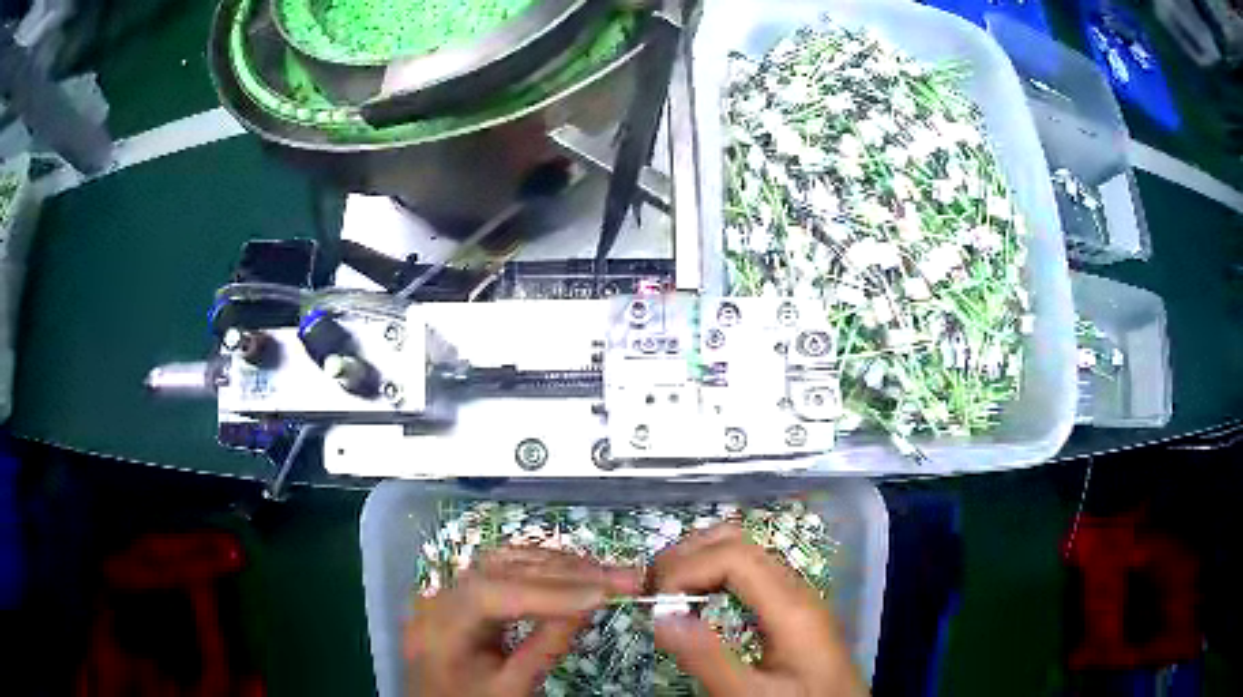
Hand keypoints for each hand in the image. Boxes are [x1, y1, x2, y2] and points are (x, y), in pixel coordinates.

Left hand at [405, 546, 641, 696]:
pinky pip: (500, 568)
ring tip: (604, 572)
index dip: (549, 592)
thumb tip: (590, 605)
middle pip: (500, 569)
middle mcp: (437, 600)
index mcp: (439, 630)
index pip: (492, 596)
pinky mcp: (461, 592)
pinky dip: (539, 566)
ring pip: (502, 560)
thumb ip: (545, 649)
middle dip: (565, 573)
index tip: (603, 594)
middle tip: (623, 576)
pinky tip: (570, 571)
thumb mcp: (511, 689)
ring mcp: (447, 591)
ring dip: (556, 564)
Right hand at [652, 523, 867, 695]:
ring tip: (667, 591)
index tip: (657, 601)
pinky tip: (697, 599)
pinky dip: (713, 574)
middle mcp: (795, 588)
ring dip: (699, 560)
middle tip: (652, 588)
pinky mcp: (791, 607)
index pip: (733, 555)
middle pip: (738, 541)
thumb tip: (660, 618)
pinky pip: (749, 573)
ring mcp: (795, 595)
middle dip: (687, 555)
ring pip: (743, 551)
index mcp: (790, 605)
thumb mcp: (752, 694)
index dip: (687, 567)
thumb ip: (709, 660)